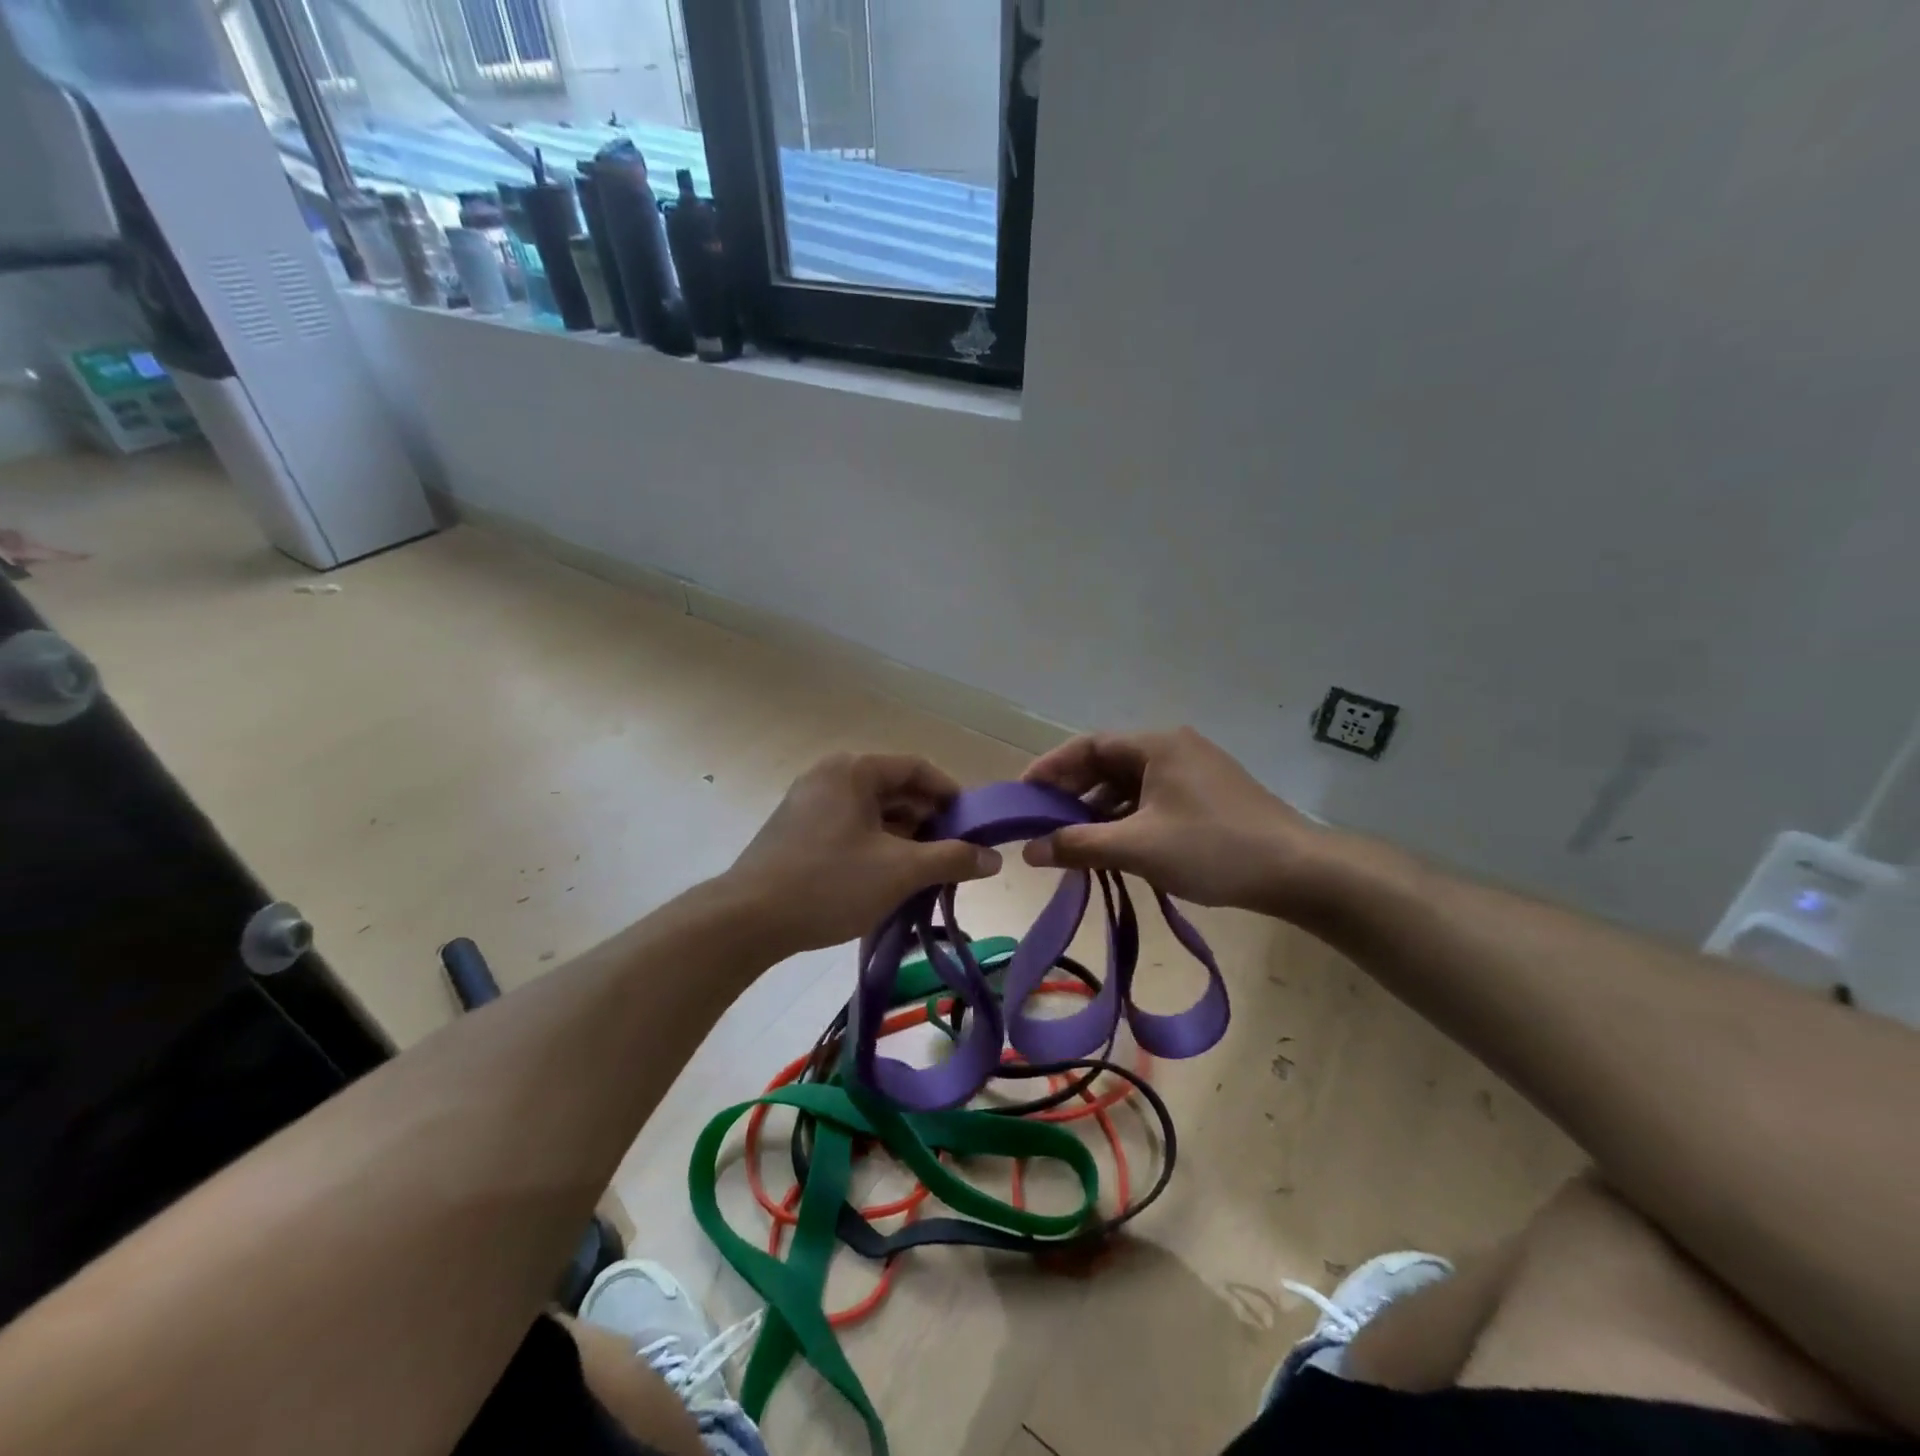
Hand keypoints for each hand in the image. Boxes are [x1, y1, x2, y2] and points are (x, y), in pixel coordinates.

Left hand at [726, 752, 1000, 954]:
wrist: (746, 920)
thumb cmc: (829, 884)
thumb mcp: (900, 871)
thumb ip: (952, 859)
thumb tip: (995, 859)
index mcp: (853, 770)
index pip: (916, 768)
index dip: (951, 794)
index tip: (974, 826)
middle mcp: (830, 776)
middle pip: (894, 789)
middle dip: (929, 820)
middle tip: (955, 854)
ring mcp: (809, 803)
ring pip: (872, 812)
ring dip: (904, 837)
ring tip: (928, 871)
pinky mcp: (797, 831)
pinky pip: (851, 828)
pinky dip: (877, 846)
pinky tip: (890, 878)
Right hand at [1021, 727, 1325, 913]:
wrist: (1299, 872)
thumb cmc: (1213, 849)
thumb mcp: (1138, 847)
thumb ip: (1078, 846)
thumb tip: (1028, 851)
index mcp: (1156, 745)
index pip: (1087, 746)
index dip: (1050, 769)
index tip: (1022, 796)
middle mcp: (1173, 748)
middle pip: (1107, 764)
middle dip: (1072, 793)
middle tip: (1041, 823)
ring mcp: (1193, 772)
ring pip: (1129, 785)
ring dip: (1098, 811)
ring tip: (1071, 841)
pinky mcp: (1206, 797)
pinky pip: (1151, 800)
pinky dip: (1126, 820)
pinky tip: (1113, 848)